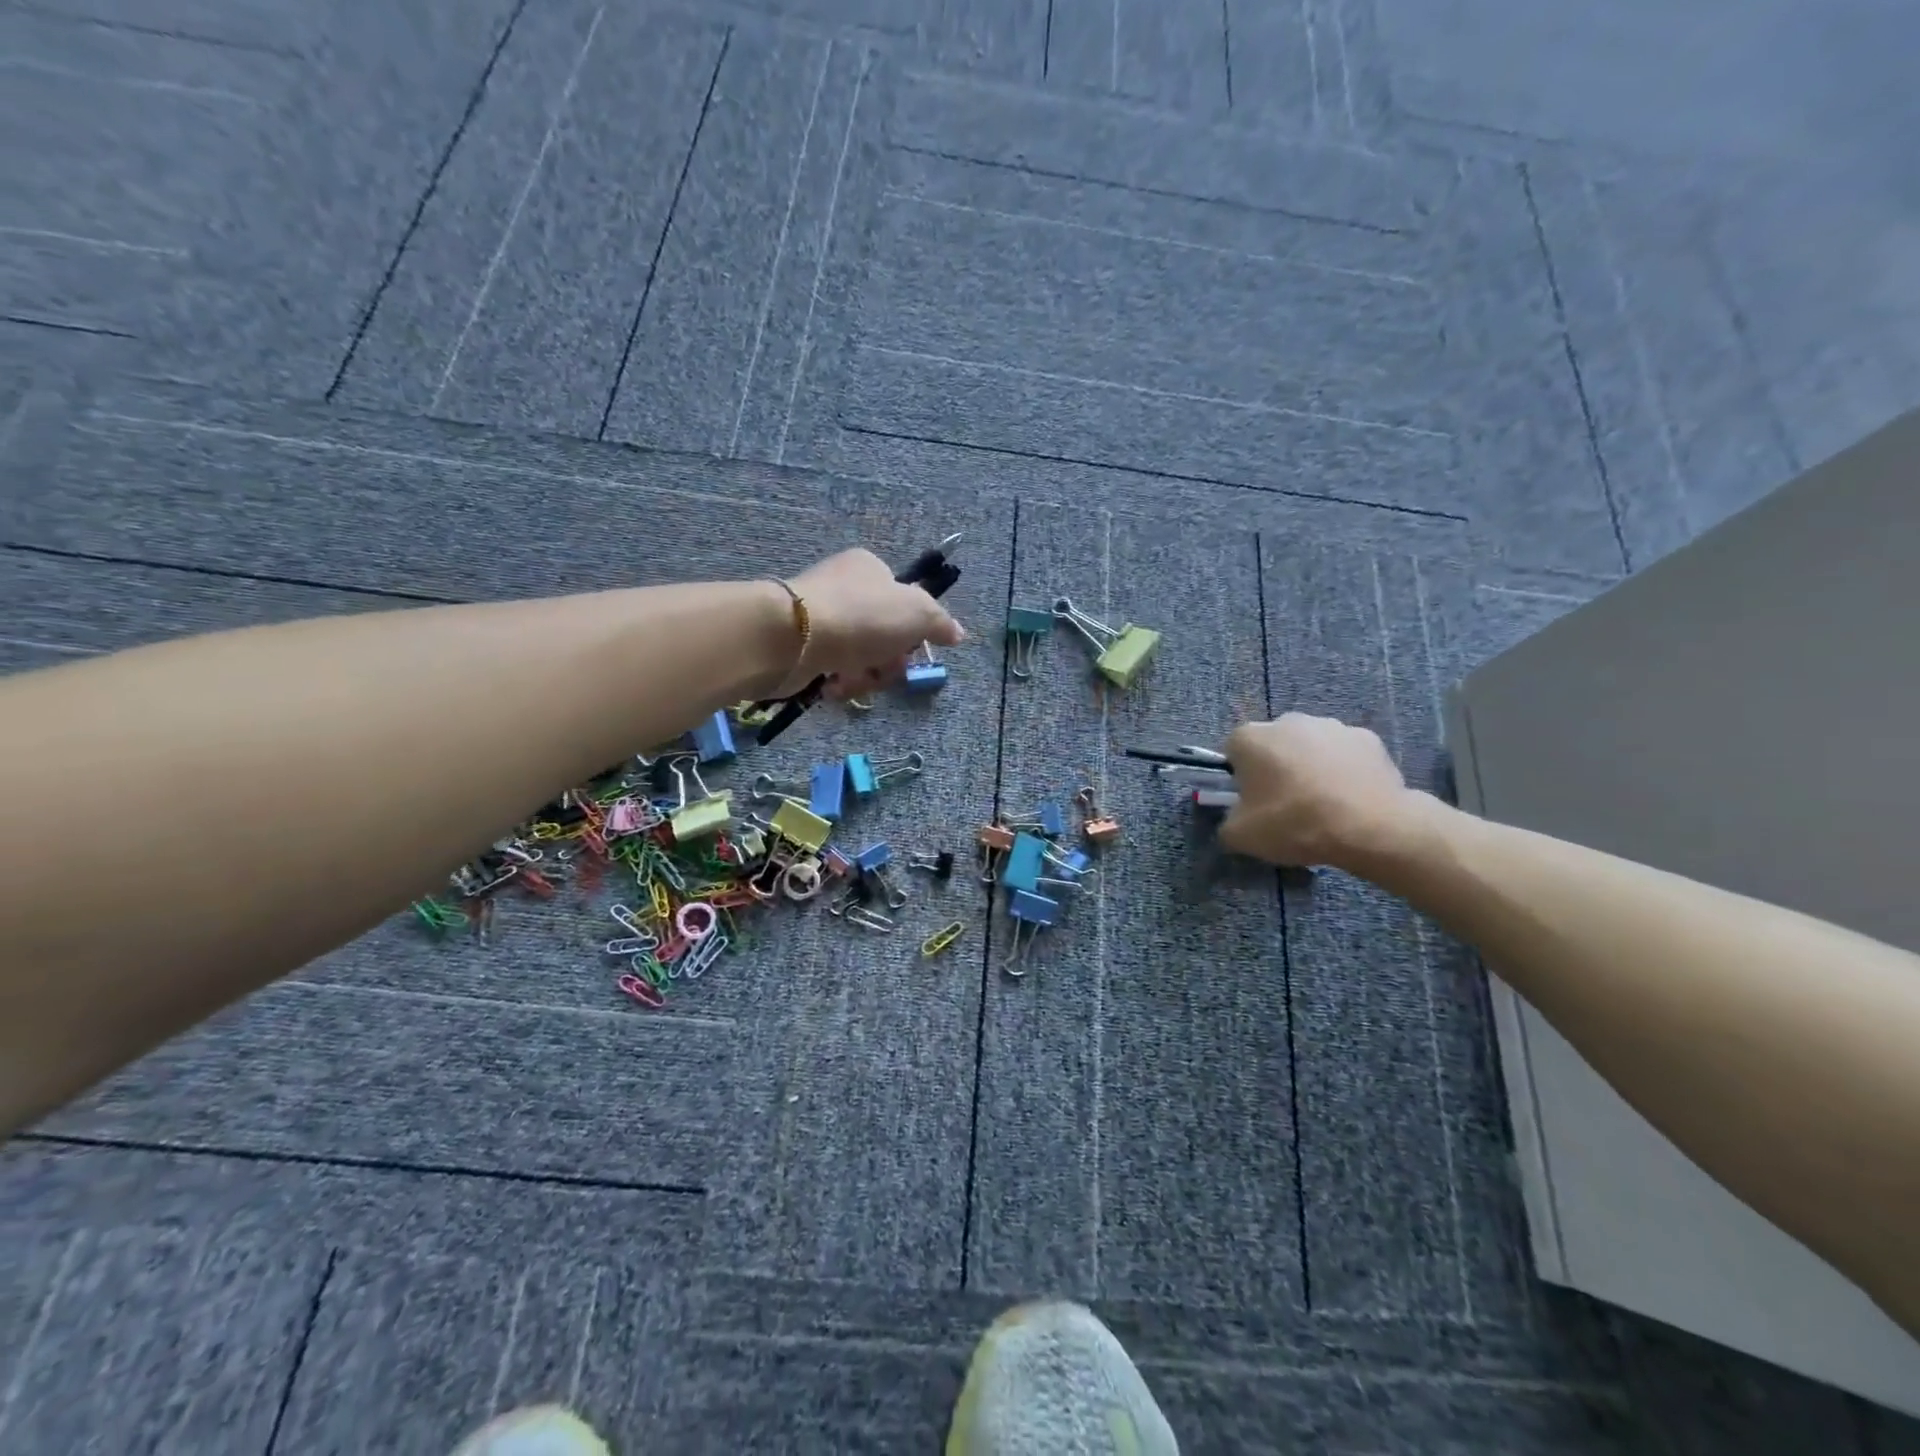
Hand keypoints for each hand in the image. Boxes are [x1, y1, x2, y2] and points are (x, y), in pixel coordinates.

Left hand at [776, 549, 964, 697]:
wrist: (793, 637)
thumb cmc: (862, 616)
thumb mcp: (917, 613)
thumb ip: (940, 622)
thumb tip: (957, 634)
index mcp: (869, 569)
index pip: (902, 601)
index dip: (912, 630)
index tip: (912, 647)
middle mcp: (844, 589)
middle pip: (883, 635)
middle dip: (888, 661)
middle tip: (884, 669)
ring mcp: (821, 618)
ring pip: (860, 657)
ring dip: (864, 677)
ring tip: (852, 680)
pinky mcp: (801, 647)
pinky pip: (832, 670)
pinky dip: (838, 683)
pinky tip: (833, 686)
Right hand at [1219, 714, 1417, 867]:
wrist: (1370, 827)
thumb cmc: (1294, 823)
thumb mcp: (1241, 836)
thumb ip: (1227, 824)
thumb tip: (1234, 820)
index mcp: (1250, 738)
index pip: (1232, 751)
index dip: (1238, 777)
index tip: (1250, 801)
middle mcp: (1288, 721)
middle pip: (1272, 744)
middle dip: (1275, 767)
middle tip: (1284, 804)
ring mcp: (1331, 726)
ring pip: (1310, 746)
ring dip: (1310, 766)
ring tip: (1323, 804)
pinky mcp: (1368, 738)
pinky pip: (1345, 754)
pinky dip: (1344, 770)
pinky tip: (1350, 799)